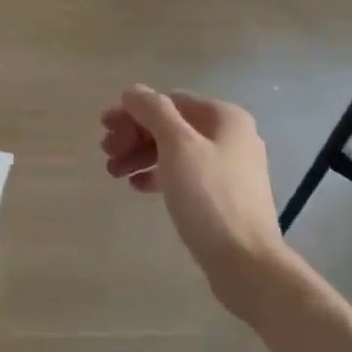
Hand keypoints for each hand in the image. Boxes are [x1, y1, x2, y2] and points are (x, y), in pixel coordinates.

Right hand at [100, 86, 289, 320]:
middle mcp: (231, 136)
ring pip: (175, 151)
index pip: (169, 101)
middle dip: (135, 136)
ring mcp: (229, 167)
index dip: (134, 112)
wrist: (246, 261)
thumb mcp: (177, 147)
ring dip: (141, 156)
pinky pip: (184, 175)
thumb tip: (133, 91)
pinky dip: (159, 175)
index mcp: (224, 117)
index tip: (105, 131)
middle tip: (106, 154)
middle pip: (172, 125)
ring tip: (114, 173)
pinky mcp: (223, 195)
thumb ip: (153, 111)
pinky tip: (137, 187)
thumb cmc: (209, 198)